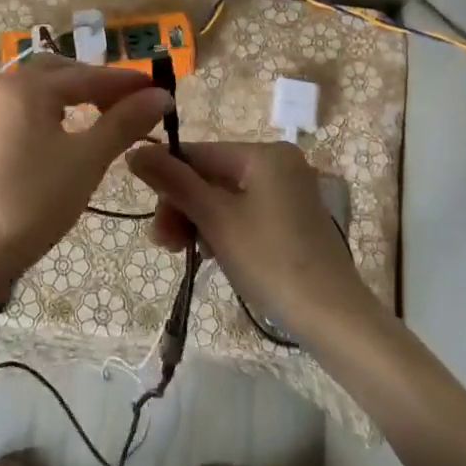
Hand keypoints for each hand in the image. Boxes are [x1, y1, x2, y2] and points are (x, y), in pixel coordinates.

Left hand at [0, 53, 173, 285]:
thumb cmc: (33, 202)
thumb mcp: (87, 160)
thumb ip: (124, 122)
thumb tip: (160, 95)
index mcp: (29, 86)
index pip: (90, 76)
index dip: (128, 83)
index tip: (160, 91)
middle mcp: (2, 87)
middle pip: (59, 73)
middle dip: (97, 84)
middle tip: (130, 106)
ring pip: (32, 85)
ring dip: (65, 90)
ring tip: (91, 110)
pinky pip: (11, 103)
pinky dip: (37, 104)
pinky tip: (46, 124)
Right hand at [132, 138, 465, 465]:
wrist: (331, 315)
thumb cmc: (270, 259)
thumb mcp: (215, 219)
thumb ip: (173, 182)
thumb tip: (134, 150)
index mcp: (264, 153)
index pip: (199, 154)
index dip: (168, 182)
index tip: (152, 220)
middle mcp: (278, 162)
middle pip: (211, 175)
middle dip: (183, 207)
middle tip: (166, 245)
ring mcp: (287, 190)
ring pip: (224, 196)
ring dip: (198, 222)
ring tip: (185, 254)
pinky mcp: (291, 217)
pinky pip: (244, 211)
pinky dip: (222, 229)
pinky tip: (211, 255)